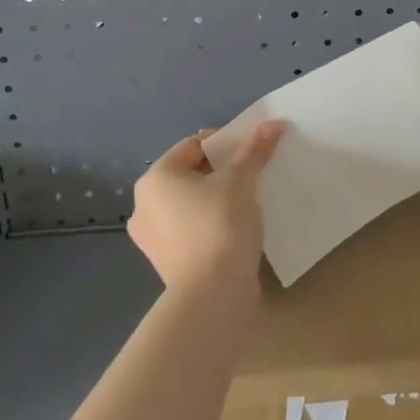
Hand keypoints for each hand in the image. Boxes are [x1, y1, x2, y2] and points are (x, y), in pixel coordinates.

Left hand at [128, 121, 283, 291]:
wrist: (212, 296)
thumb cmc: (220, 225)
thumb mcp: (241, 180)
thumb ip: (255, 150)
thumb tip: (274, 123)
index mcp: (155, 179)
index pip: (193, 145)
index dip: (226, 141)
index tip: (253, 148)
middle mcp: (145, 206)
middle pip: (191, 174)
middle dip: (223, 170)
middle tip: (254, 172)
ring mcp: (153, 238)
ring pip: (192, 203)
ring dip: (218, 197)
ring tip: (250, 198)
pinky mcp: (168, 263)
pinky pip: (193, 229)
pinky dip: (212, 222)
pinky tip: (238, 226)